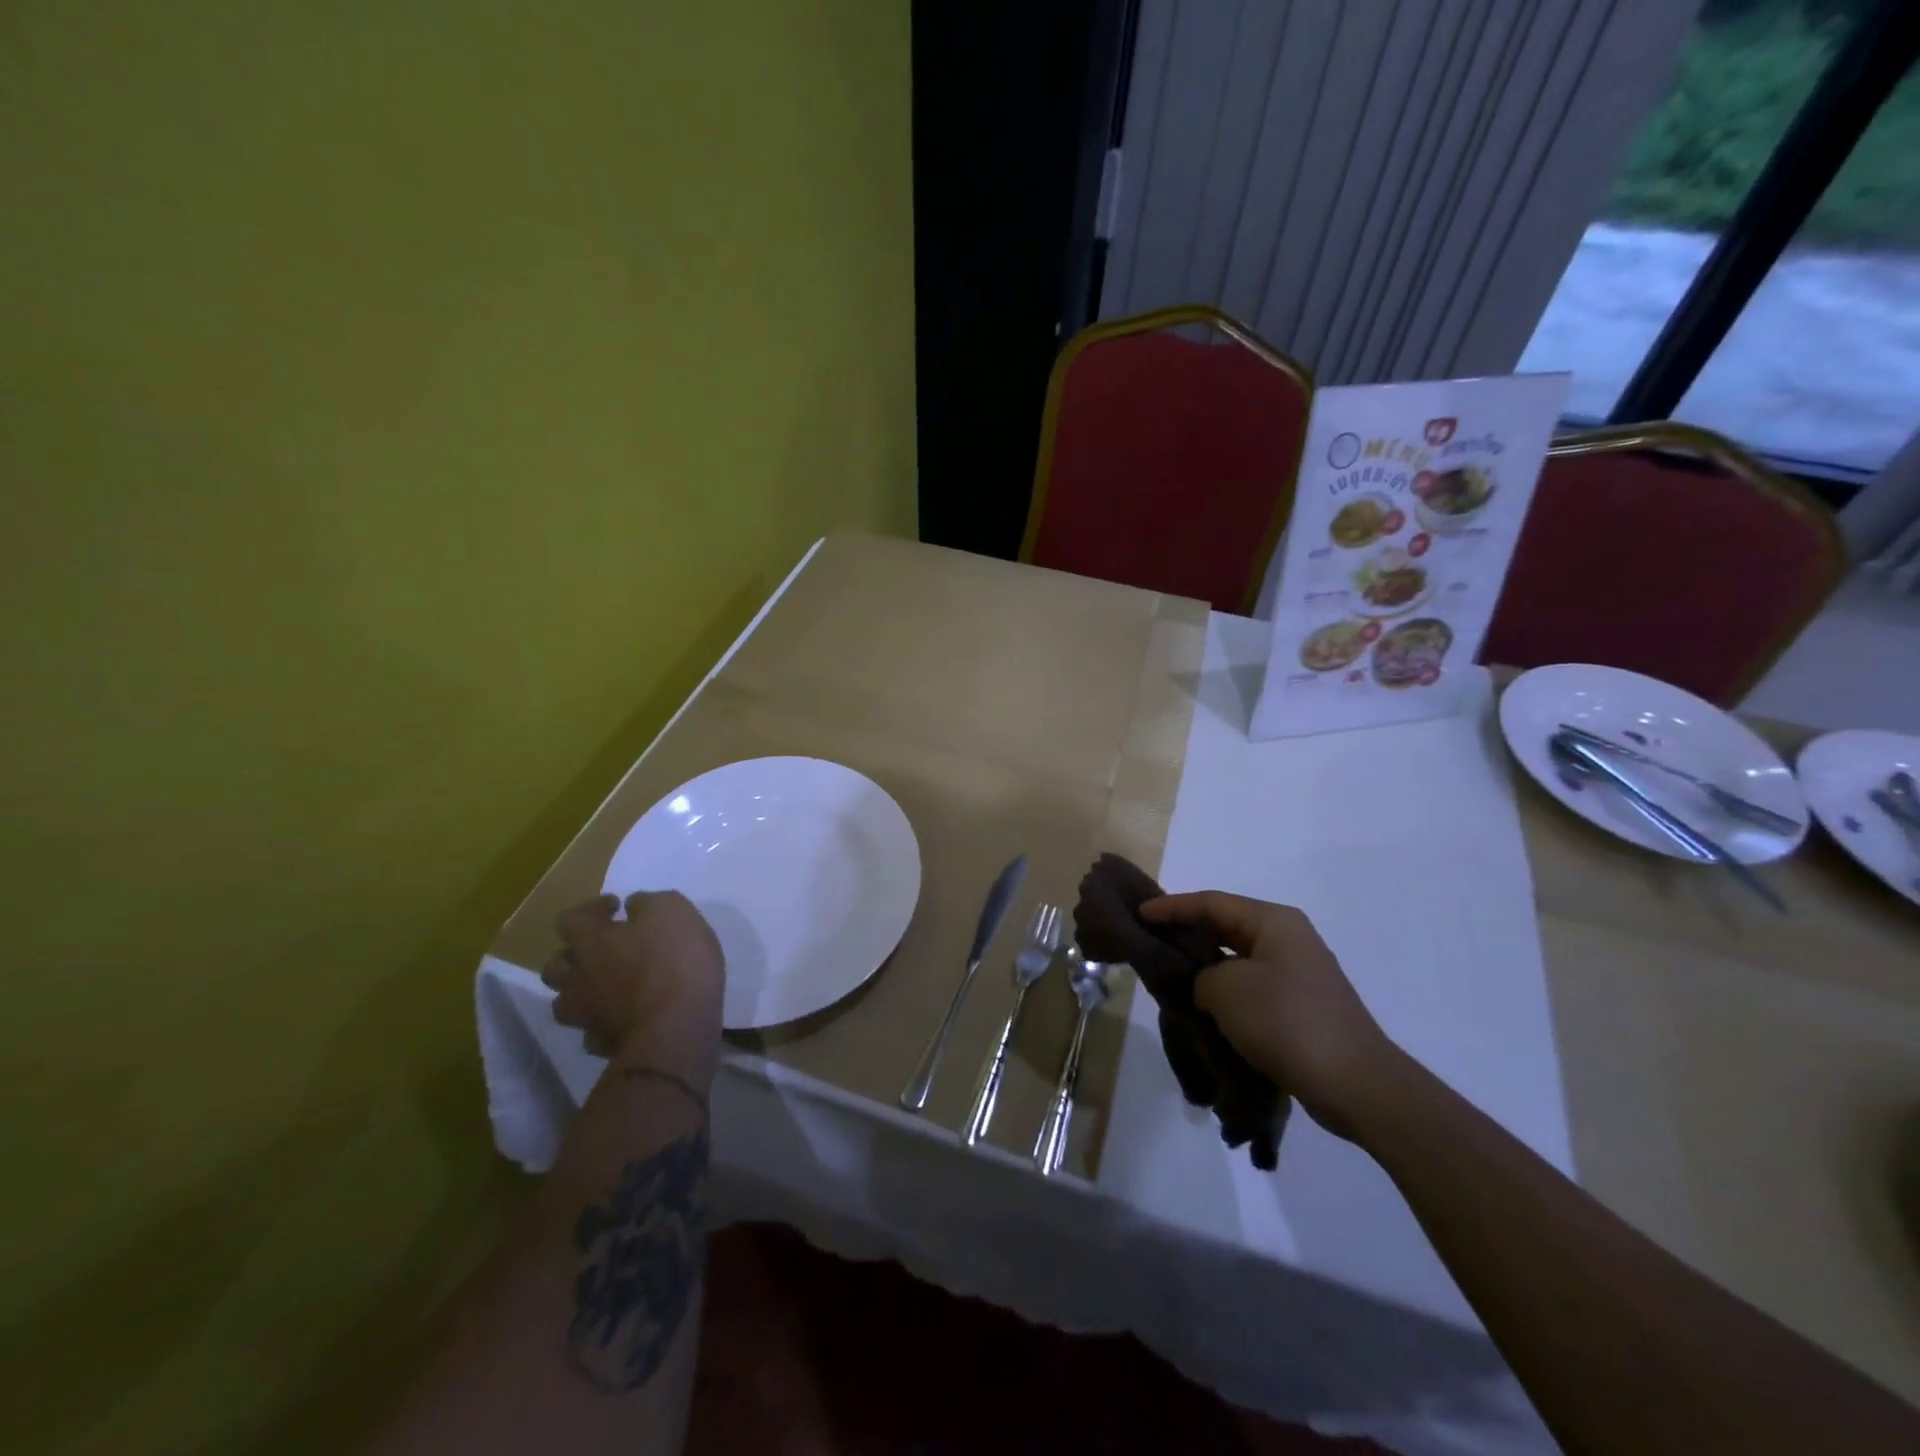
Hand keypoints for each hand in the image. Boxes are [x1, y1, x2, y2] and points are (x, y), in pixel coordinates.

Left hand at [543, 892, 724, 1063]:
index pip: (572, 918)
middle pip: (556, 964)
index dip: (592, 910)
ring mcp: (585, 1015)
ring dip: (582, 991)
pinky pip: (592, 1030)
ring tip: (607, 986)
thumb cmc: (674, 960)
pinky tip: (622, 1017)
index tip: (616, 907)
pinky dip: (602, 1022)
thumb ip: (648, 903)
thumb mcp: (672, 910)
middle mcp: (577, 977)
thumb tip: (633, 906)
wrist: (676, 1028)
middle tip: (604, 948)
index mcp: (590, 940)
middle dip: (575, 953)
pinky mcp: (602, 1044)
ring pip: (566, 1001)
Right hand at [1140, 892, 1399, 1139]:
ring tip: (1170, 976)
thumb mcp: (1226, 990)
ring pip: (1238, 959)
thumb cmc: (1286, 1022)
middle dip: (1187, 933)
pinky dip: (1225, 991)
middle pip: (1225, 926)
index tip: (1140, 914)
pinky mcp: (1301, 1005)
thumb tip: (1206, 986)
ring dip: (1205, 966)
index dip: (1171, 907)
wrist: (1356, 1084)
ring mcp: (1299, 972)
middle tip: (1150, 941)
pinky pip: (1252, 986)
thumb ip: (1201, 976)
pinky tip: (1203, 1007)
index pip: (1211, 903)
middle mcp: (1288, 938)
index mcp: (1273, 921)